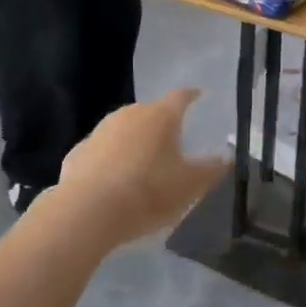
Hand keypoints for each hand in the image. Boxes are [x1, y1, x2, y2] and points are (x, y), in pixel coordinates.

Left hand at [52, 89, 225, 246]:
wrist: (88, 211)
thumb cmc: (148, 193)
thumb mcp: (190, 186)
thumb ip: (211, 169)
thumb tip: (227, 157)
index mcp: (161, 116)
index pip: (180, 96)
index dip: (191, 96)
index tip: (198, 95)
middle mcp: (129, 114)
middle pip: (151, 112)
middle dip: (162, 124)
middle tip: (172, 142)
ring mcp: (100, 130)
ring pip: (124, 130)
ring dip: (134, 142)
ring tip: (143, 164)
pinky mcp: (78, 151)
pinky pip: (102, 151)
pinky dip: (110, 160)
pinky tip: (113, 181)